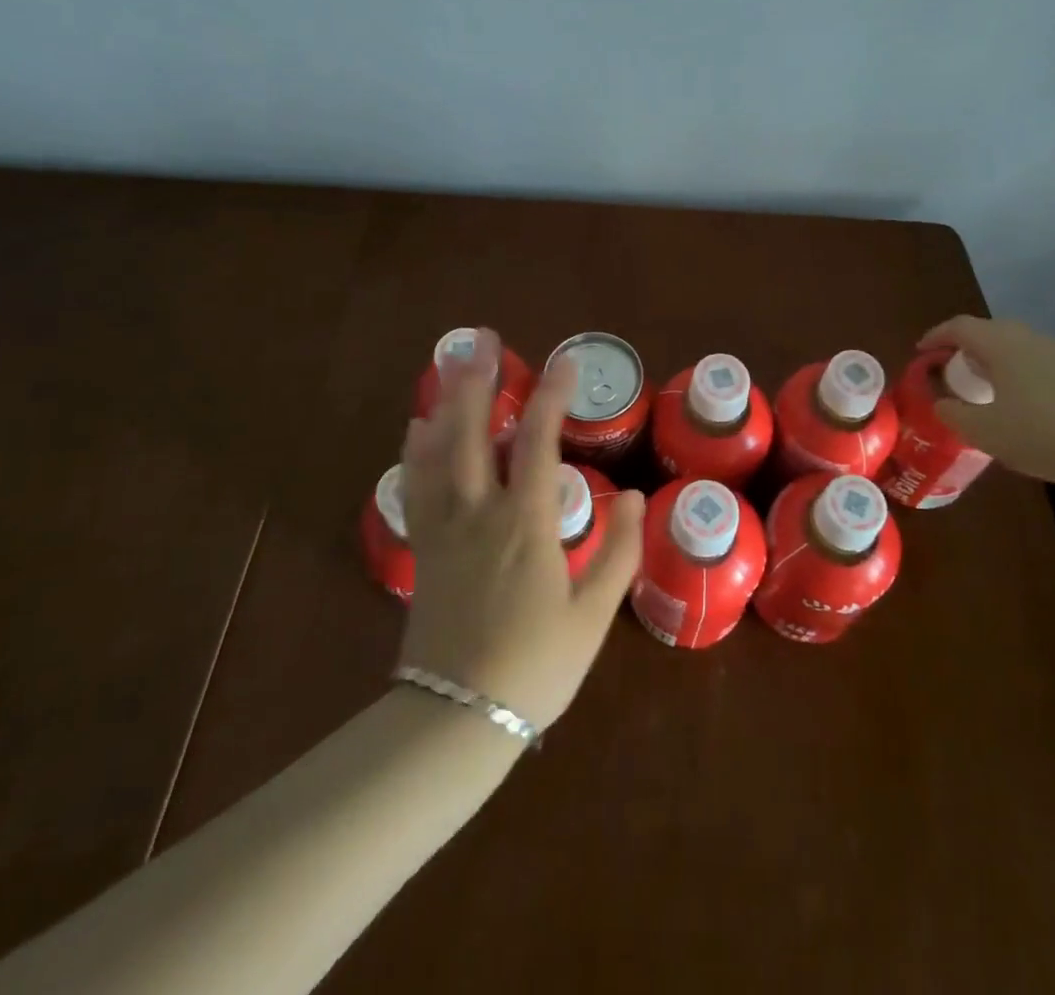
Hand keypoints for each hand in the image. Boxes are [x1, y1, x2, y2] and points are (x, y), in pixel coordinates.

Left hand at [397, 330, 644, 729]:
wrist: (458, 716)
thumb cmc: (536, 666)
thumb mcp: (592, 614)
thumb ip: (618, 552)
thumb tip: (639, 499)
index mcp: (526, 523)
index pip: (539, 442)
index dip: (553, 396)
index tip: (566, 362)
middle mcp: (479, 512)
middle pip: (474, 431)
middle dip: (479, 379)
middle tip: (482, 339)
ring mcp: (444, 527)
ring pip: (438, 450)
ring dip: (445, 402)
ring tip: (449, 365)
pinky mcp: (423, 547)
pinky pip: (415, 484)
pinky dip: (417, 448)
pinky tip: (419, 426)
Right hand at [918, 315, 1054, 487]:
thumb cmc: (1039, 434)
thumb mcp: (983, 431)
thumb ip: (954, 414)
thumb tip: (941, 403)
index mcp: (1000, 344)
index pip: (959, 327)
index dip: (936, 336)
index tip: (922, 351)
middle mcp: (1030, 338)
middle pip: (990, 331)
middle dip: (966, 346)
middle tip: (952, 368)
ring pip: (1018, 345)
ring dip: (996, 359)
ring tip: (985, 386)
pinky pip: (1040, 362)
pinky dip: (1021, 372)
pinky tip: (1023, 402)